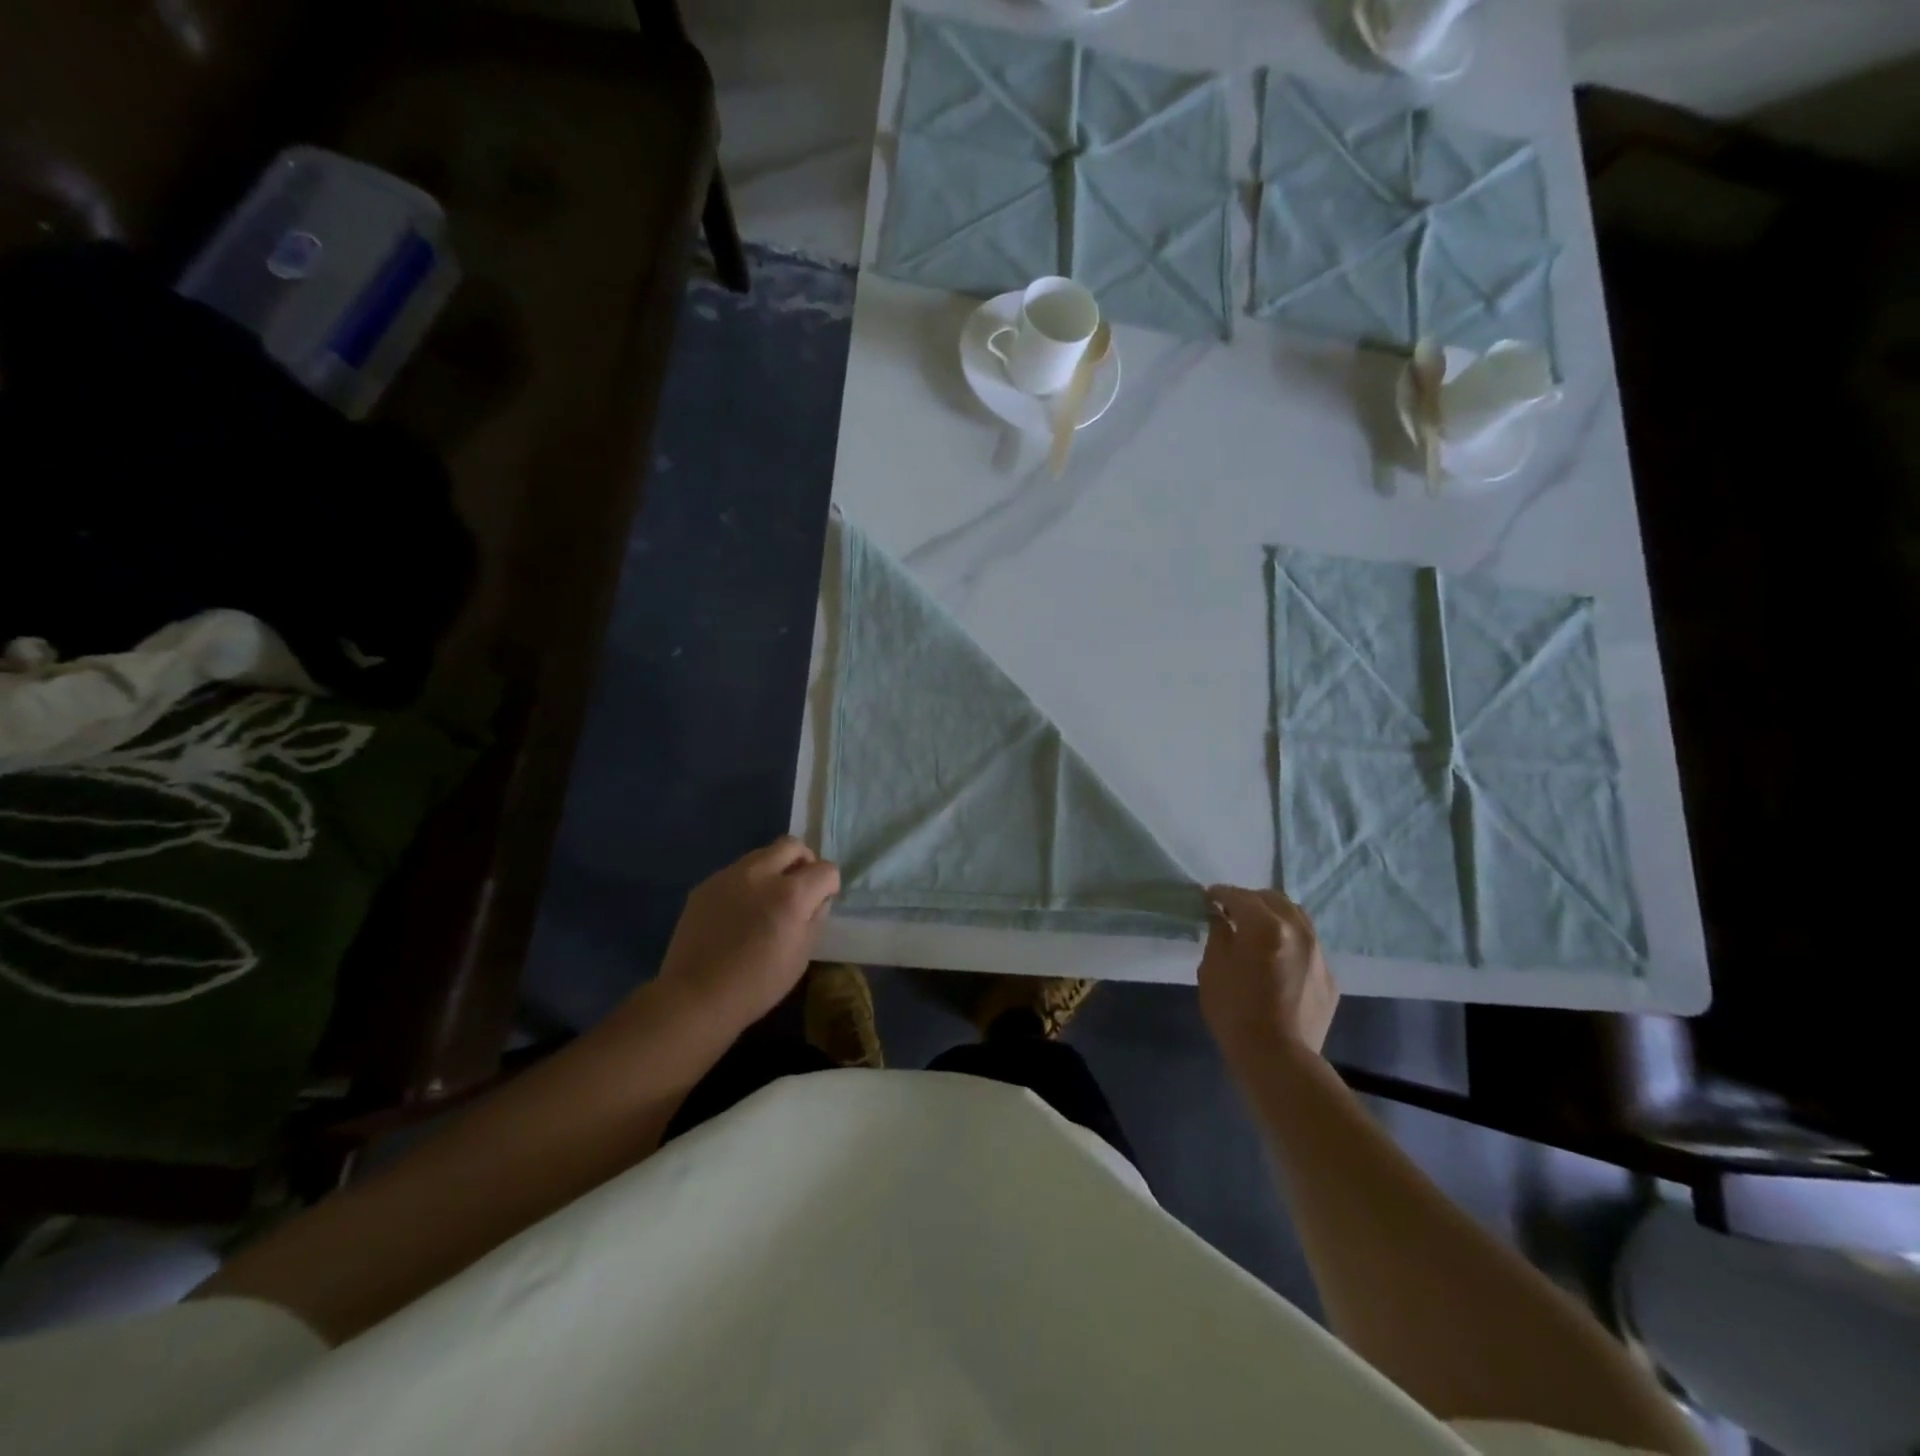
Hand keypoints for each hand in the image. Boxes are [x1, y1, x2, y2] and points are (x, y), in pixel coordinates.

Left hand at [655, 836, 839, 1031]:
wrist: (695, 997)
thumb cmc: (757, 984)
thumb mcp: (801, 956)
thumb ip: (815, 918)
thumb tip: (817, 899)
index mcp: (791, 894)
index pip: (825, 869)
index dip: (829, 885)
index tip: (822, 901)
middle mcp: (761, 874)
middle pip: (792, 845)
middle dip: (804, 861)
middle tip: (800, 887)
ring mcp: (729, 876)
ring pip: (762, 854)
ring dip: (774, 869)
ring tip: (767, 900)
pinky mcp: (706, 884)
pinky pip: (736, 871)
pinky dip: (747, 883)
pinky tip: (739, 912)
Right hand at [1197, 886, 1338, 1071]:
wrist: (1278, 1058)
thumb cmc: (1235, 1011)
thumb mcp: (1212, 968)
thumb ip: (1218, 934)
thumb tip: (1221, 917)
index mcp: (1265, 925)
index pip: (1239, 896)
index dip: (1220, 894)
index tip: (1207, 898)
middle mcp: (1298, 931)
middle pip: (1273, 899)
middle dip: (1250, 900)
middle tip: (1232, 913)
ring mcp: (1319, 954)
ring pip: (1297, 918)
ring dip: (1275, 916)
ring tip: (1258, 931)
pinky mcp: (1330, 977)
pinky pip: (1308, 947)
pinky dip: (1290, 943)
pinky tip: (1278, 961)